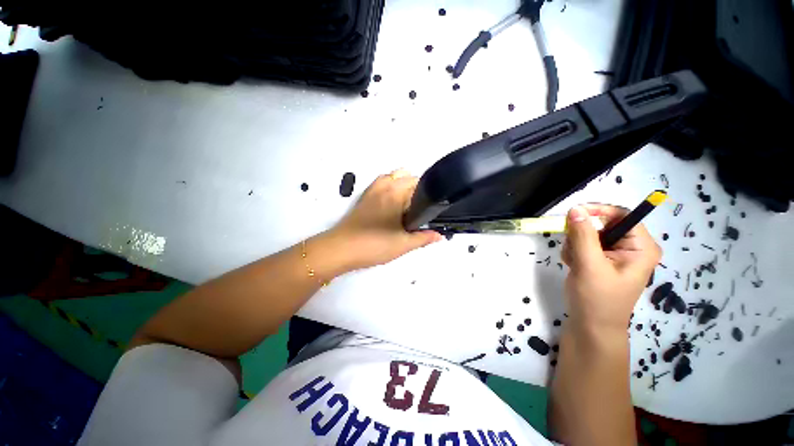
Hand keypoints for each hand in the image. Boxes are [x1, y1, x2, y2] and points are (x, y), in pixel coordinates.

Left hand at [325, 169, 442, 271]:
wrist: (341, 249)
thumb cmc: (374, 245)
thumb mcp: (403, 244)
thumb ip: (423, 238)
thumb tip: (439, 235)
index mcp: (397, 193)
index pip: (420, 183)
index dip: (429, 196)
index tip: (430, 210)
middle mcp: (385, 185)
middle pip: (408, 176)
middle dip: (418, 189)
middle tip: (419, 211)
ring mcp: (373, 189)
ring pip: (394, 176)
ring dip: (403, 185)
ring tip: (406, 206)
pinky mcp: (365, 195)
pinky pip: (382, 182)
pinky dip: (390, 186)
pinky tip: (391, 205)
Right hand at [561, 204, 660, 335]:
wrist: (590, 325)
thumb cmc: (597, 299)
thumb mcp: (590, 265)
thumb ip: (583, 236)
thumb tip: (575, 209)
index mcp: (641, 247)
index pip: (622, 215)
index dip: (598, 211)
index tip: (572, 214)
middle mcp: (631, 247)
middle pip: (602, 223)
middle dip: (582, 235)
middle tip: (573, 250)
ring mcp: (615, 253)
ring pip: (588, 233)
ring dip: (575, 245)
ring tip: (574, 263)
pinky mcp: (600, 259)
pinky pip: (582, 244)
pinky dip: (573, 252)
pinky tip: (573, 266)